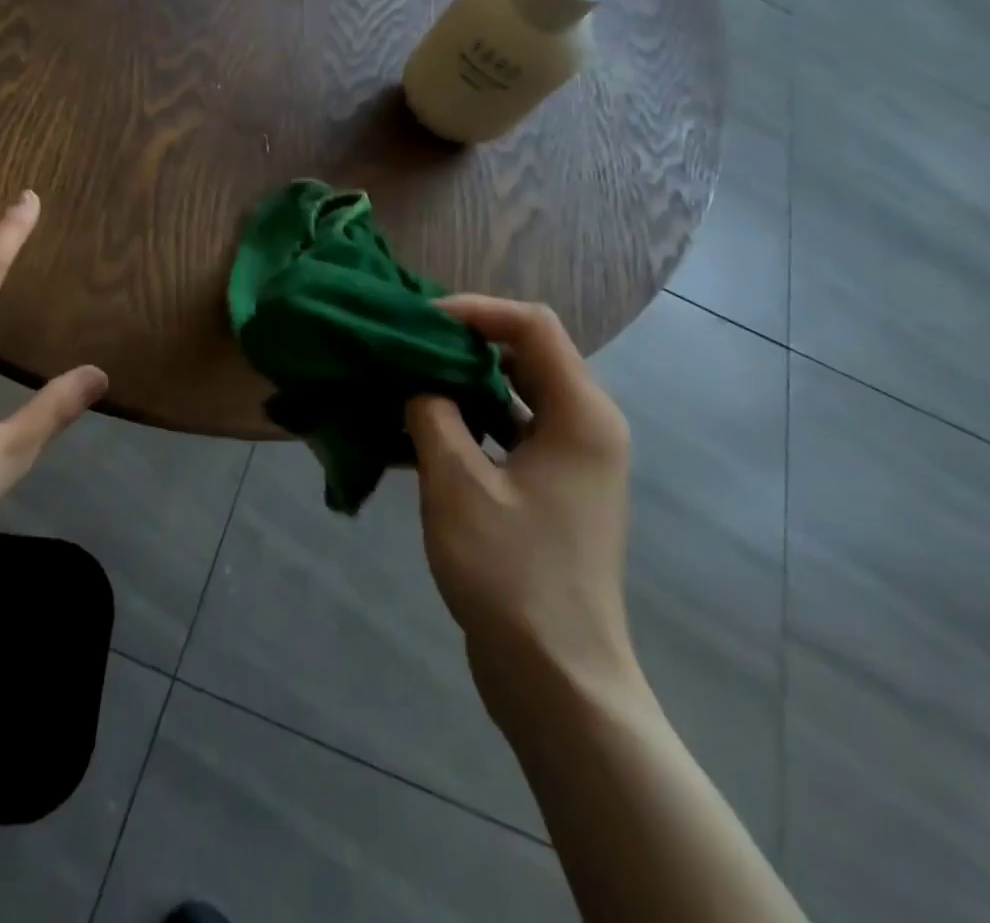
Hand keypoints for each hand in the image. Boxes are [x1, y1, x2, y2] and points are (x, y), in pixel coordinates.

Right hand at [405, 296, 636, 729]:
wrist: (557, 679)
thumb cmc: (512, 573)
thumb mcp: (457, 484)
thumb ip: (432, 414)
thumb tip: (419, 384)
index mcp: (581, 414)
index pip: (532, 326)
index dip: (475, 310)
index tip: (418, 319)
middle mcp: (586, 426)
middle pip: (524, 355)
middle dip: (461, 344)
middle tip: (403, 346)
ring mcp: (570, 460)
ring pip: (511, 394)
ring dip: (459, 384)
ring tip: (403, 382)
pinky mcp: (552, 488)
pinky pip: (508, 433)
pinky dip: (467, 423)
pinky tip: (417, 433)